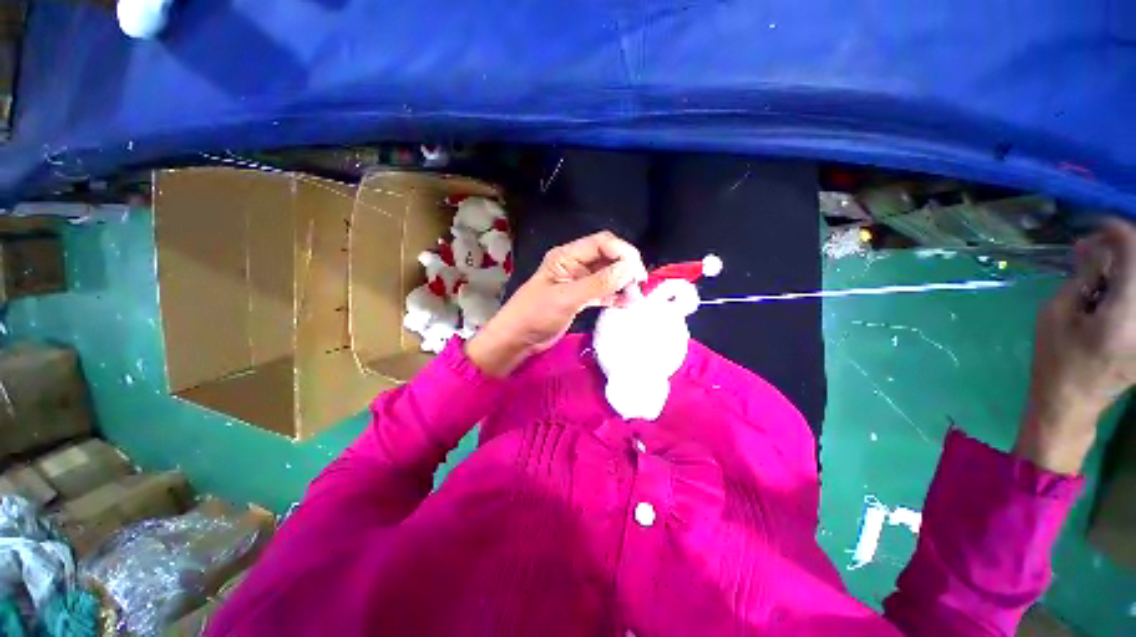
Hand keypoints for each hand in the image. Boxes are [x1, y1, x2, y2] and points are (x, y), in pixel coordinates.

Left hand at [466, 231, 647, 376]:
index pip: (602, 243)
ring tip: (634, 298)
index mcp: (567, 256)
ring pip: (607, 275)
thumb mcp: (567, 298)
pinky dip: (614, 296)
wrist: (516, 339)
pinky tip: (625, 304)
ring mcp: (577, 282)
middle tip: (637, 287)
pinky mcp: (579, 297)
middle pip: (607, 257)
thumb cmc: (535, 314)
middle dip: (625, 268)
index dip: (623, 252)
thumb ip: (598, 283)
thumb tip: (629, 268)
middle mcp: (574, 264)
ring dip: (622, 284)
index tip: (636, 272)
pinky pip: (602, 291)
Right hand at [1016, 219, 1135, 473]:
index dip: (1117, 233)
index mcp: (1124, 315)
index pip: (1134, 254)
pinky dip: (1127, 286)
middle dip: (1123, 250)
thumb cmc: (1056, 359)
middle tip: (1096, 251)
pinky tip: (1110, 292)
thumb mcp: (1056, 314)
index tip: (1096, 227)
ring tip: (1101, 274)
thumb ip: (1082, 277)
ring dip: (1125, 270)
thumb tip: (1093, 245)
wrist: (1071, 403)